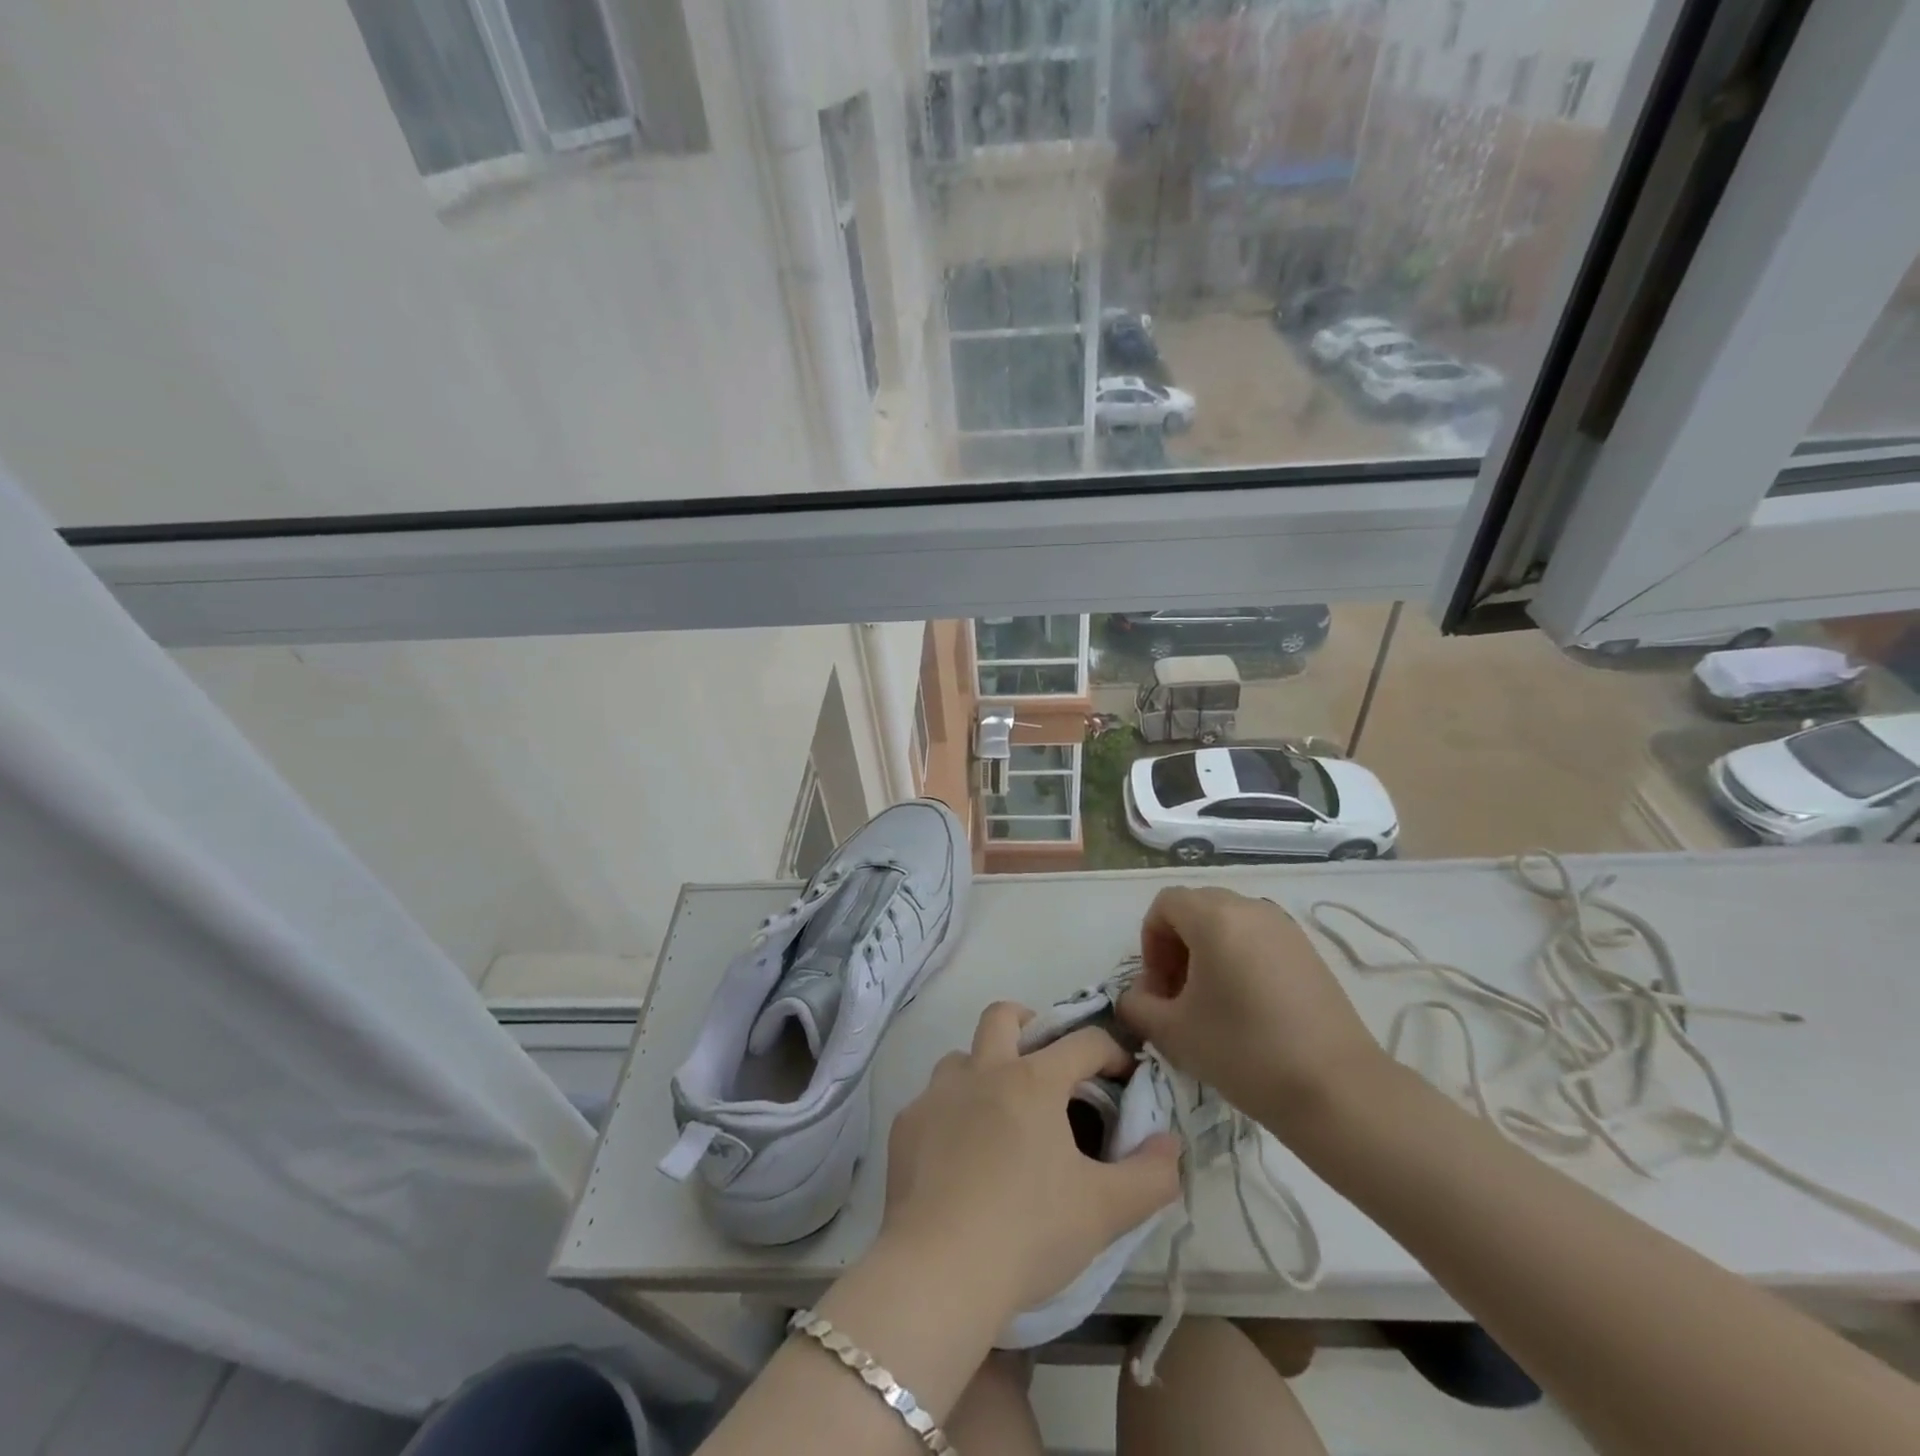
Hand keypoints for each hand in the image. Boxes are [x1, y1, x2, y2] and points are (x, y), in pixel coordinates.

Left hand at [878, 1002, 1180, 1321]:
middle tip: (1045, 1062)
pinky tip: (959, 1158)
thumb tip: (1169, 1143)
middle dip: (1028, 1023)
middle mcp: (982, 1071)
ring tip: (999, 1115)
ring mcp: (937, 1095)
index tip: (1123, 1076)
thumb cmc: (1029, 1232)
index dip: (1111, 1051)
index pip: (1083, 1042)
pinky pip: (931, 1102)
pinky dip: (951, 1115)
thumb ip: (1151, 1175)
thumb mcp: (1106, 1211)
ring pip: (961, 1058)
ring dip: (983, 1072)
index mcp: (1033, 1081)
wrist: (939, 1271)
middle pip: (1002, 1015)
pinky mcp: (905, 1126)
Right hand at [1117, 886, 1389, 1132]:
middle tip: (1179, 994)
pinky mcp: (1308, 951)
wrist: (1337, 1090)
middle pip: (1196, 908)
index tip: (1159, 988)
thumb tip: (1135, 997)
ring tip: (1212, 1002)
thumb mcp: (1173, 1032)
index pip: (1165, 905)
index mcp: (1214, 917)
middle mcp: (1250, 909)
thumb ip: (1137, 1006)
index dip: (1150, 942)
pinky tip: (1247, 1006)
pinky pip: (1258, 938)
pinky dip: (1239, 958)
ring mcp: (1284, 928)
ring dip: (1207, 951)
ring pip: (1228, 922)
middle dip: (1177, 945)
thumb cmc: (1244, 1051)